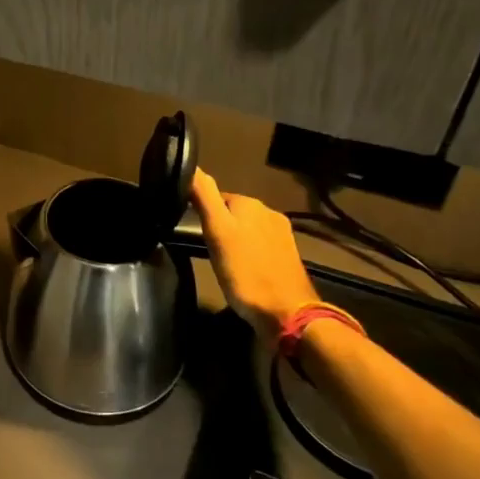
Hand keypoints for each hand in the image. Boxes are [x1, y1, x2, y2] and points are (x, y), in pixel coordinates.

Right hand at [190, 168, 317, 338]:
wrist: (287, 313)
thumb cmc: (245, 272)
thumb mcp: (217, 233)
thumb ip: (204, 197)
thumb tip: (191, 166)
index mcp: (250, 204)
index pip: (215, 197)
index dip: (201, 212)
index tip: (191, 230)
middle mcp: (269, 213)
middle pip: (233, 213)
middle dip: (220, 226)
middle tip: (206, 249)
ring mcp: (282, 235)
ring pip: (247, 229)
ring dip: (235, 239)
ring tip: (222, 261)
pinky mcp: (288, 256)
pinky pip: (260, 245)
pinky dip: (249, 252)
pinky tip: (243, 269)